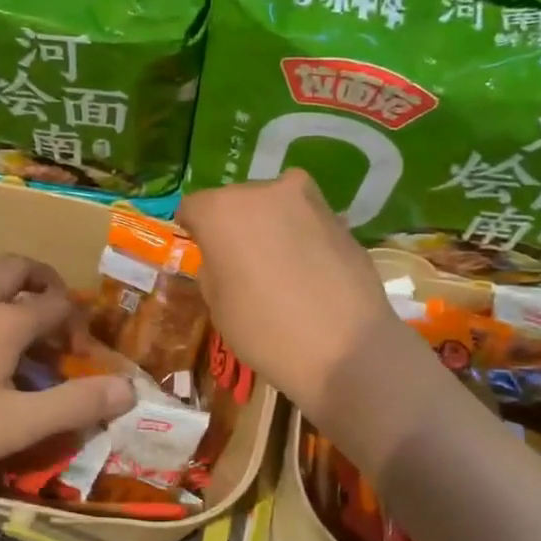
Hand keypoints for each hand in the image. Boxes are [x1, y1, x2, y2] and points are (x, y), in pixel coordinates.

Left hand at [0, 254, 135, 473]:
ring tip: (4, 297)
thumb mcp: (17, 425)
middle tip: (51, 303)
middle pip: (18, 266)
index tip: (77, 349)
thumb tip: (130, 390)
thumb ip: (76, 405)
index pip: (56, 303)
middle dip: (42, 278)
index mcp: (7, 321)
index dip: (76, 320)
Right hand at [178, 171, 406, 413]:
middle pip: (236, 201)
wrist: (346, 348)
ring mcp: (307, 200)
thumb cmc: (265, 330)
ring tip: (278, 268)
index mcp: (222, 210)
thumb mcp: (217, 305)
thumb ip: (214, 267)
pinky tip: (309, 273)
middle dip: (234, 225)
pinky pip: (305, 221)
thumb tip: (224, 256)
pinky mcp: (339, 218)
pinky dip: (300, 238)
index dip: (194, 231)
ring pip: (274, 206)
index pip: (193, 208)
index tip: (203, 253)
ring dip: (270, 227)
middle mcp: (263, 191)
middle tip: (241, 263)